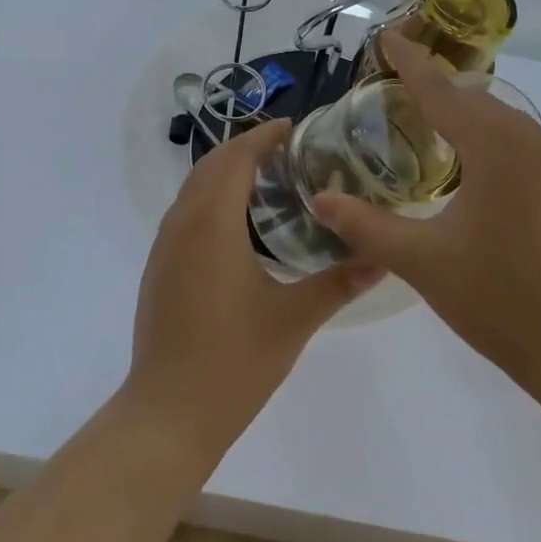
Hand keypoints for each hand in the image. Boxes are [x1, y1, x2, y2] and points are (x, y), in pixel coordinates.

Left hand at [127, 119, 381, 456]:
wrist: (168, 413)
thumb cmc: (233, 362)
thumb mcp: (294, 320)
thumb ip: (338, 283)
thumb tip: (382, 257)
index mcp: (212, 225)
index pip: (235, 159)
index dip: (263, 136)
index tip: (294, 127)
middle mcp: (181, 225)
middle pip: (210, 166)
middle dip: (244, 148)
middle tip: (288, 151)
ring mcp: (164, 248)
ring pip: (192, 189)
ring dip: (225, 173)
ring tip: (268, 181)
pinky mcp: (158, 270)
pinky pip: (184, 214)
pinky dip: (210, 199)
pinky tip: (238, 226)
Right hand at [311, 33, 540, 388]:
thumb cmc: (499, 298)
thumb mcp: (421, 261)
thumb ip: (365, 225)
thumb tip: (320, 200)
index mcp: (494, 146)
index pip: (440, 90)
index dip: (408, 62)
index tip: (386, 34)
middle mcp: (528, 141)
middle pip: (471, 97)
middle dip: (432, 83)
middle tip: (390, 81)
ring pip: (498, 118)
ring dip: (460, 110)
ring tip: (420, 117)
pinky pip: (516, 141)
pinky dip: (483, 135)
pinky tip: (464, 163)